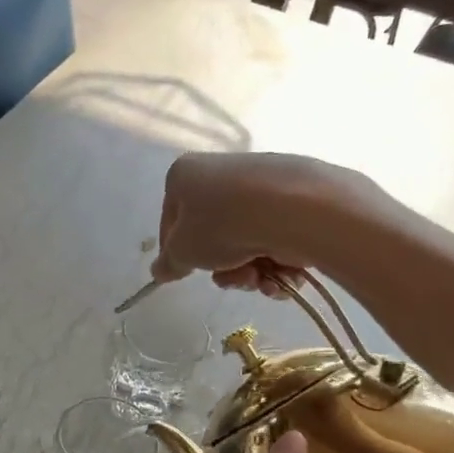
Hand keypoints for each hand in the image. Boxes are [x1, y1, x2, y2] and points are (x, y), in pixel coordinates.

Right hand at [149, 153, 378, 291]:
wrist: (293, 209)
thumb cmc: (222, 224)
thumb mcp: (183, 250)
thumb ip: (169, 262)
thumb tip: (160, 270)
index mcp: (185, 175)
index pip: (170, 221)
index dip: (176, 253)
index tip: (186, 274)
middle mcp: (221, 173)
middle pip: (213, 236)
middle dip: (224, 268)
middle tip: (233, 279)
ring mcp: (259, 185)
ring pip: (245, 243)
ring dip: (251, 272)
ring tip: (262, 279)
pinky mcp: (293, 200)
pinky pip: (275, 239)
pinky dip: (278, 263)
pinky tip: (285, 274)